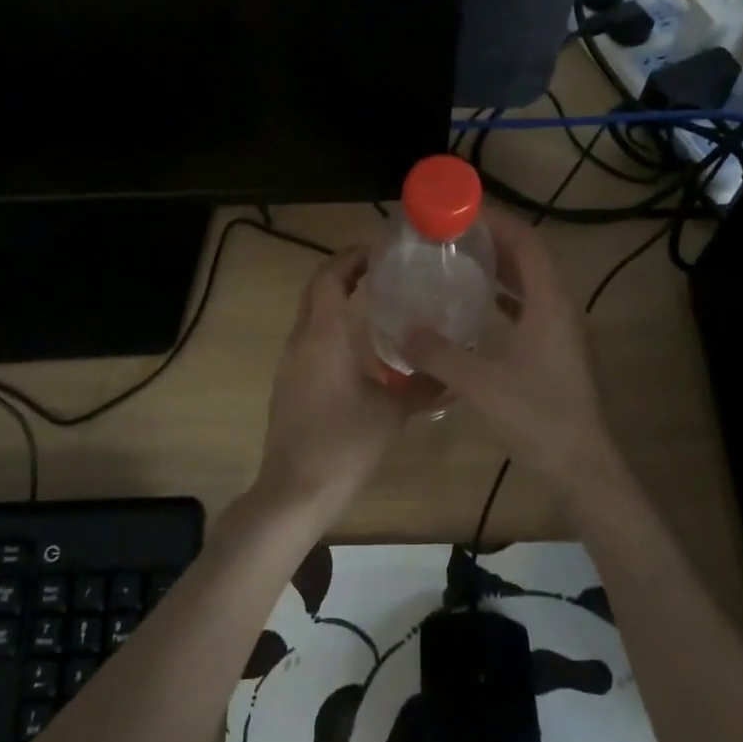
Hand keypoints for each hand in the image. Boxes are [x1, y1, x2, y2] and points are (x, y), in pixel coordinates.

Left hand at [255, 246, 408, 522]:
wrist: (295, 491)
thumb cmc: (345, 443)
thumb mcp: (392, 413)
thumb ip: (424, 388)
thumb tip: (454, 377)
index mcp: (324, 335)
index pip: (330, 276)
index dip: (352, 257)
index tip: (381, 251)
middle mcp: (301, 339)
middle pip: (317, 288)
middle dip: (344, 272)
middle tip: (382, 270)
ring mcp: (290, 362)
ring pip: (310, 313)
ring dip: (336, 299)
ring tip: (375, 301)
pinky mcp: (288, 383)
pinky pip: (309, 338)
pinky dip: (330, 326)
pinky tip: (358, 346)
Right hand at [403, 207, 622, 493]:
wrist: (581, 465)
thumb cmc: (536, 417)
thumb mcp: (480, 384)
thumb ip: (439, 355)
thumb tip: (403, 331)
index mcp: (549, 304)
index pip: (525, 243)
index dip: (496, 220)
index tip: (461, 209)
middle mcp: (560, 307)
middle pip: (529, 257)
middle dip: (494, 239)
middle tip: (453, 231)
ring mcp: (563, 329)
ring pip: (532, 282)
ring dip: (501, 266)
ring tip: (462, 258)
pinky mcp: (558, 350)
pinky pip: (531, 306)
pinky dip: (506, 295)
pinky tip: (481, 304)